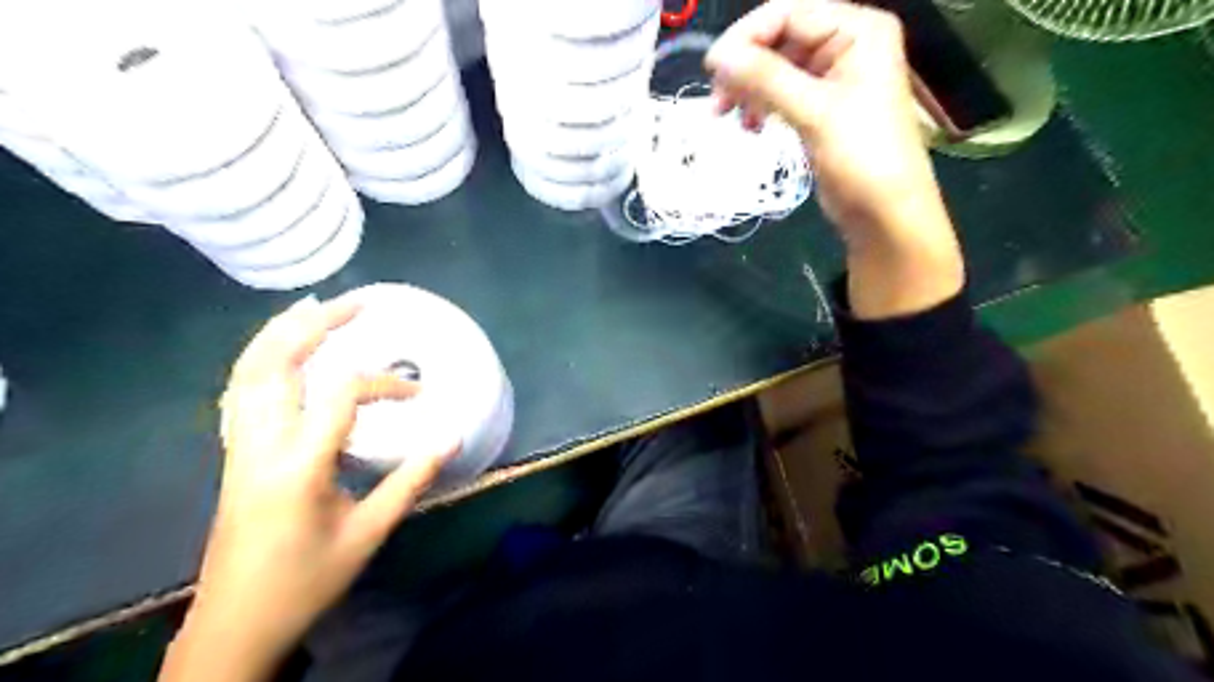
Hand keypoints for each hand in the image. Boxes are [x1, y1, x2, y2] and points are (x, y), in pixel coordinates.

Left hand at [159, 296, 455, 680]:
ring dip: (280, 334)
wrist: (234, 623)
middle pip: (274, 365)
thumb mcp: (369, 533)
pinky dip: (262, 359)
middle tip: (352, 306)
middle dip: (314, 326)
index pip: (340, 395)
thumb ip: (411, 481)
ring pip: (247, 373)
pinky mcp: (235, 454)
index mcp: (298, 466)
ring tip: (314, 309)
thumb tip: (450, 438)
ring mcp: (239, 448)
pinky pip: (242, 391)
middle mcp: (260, 445)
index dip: (384, 384)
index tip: (417, 395)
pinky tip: (283, 352)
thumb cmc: (306, 580)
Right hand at [709, 1, 962, 318]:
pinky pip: (782, 94)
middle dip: (745, 68)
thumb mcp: (814, 112)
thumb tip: (717, 56)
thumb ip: (765, 79)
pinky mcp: (822, 108)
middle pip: (780, 38)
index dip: (746, 36)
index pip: (789, 12)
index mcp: (857, 30)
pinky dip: (762, 107)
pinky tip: (751, 127)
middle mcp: (847, 44)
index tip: (712, 69)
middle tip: (718, 103)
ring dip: (749, 89)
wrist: (885, 214)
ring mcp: (834, 78)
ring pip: (777, 68)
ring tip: (729, 118)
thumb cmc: (861, 157)